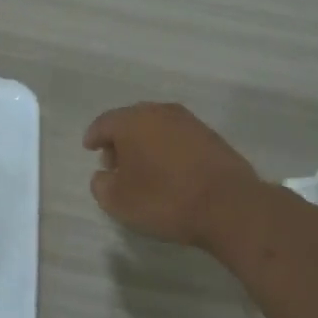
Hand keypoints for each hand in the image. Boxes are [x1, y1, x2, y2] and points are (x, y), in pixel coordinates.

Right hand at [82, 103, 261, 248]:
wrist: (228, 205)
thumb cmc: (164, 199)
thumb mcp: (117, 201)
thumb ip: (101, 184)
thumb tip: (104, 175)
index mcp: (132, 121)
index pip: (104, 123)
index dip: (93, 137)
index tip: (89, 148)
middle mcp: (160, 113)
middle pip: (131, 121)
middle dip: (120, 139)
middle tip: (114, 162)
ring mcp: (190, 122)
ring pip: (157, 128)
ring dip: (145, 144)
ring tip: (142, 169)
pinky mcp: (212, 137)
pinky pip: (178, 138)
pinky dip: (167, 150)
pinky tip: (168, 171)